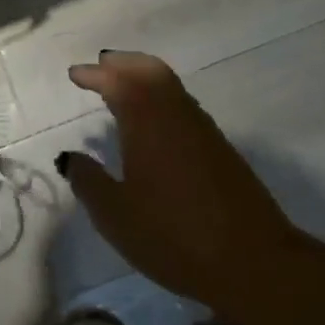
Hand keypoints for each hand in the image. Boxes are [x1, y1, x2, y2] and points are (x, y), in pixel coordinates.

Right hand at [59, 51, 297, 315]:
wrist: (254, 261)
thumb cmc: (174, 236)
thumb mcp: (116, 216)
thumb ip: (89, 182)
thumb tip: (70, 157)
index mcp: (146, 122)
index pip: (117, 82)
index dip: (94, 74)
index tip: (75, 74)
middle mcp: (175, 114)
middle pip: (149, 70)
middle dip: (123, 64)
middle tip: (102, 65)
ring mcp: (202, 129)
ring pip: (170, 85)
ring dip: (144, 76)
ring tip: (123, 87)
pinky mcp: (220, 148)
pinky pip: (183, 104)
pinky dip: (161, 97)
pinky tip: (153, 122)